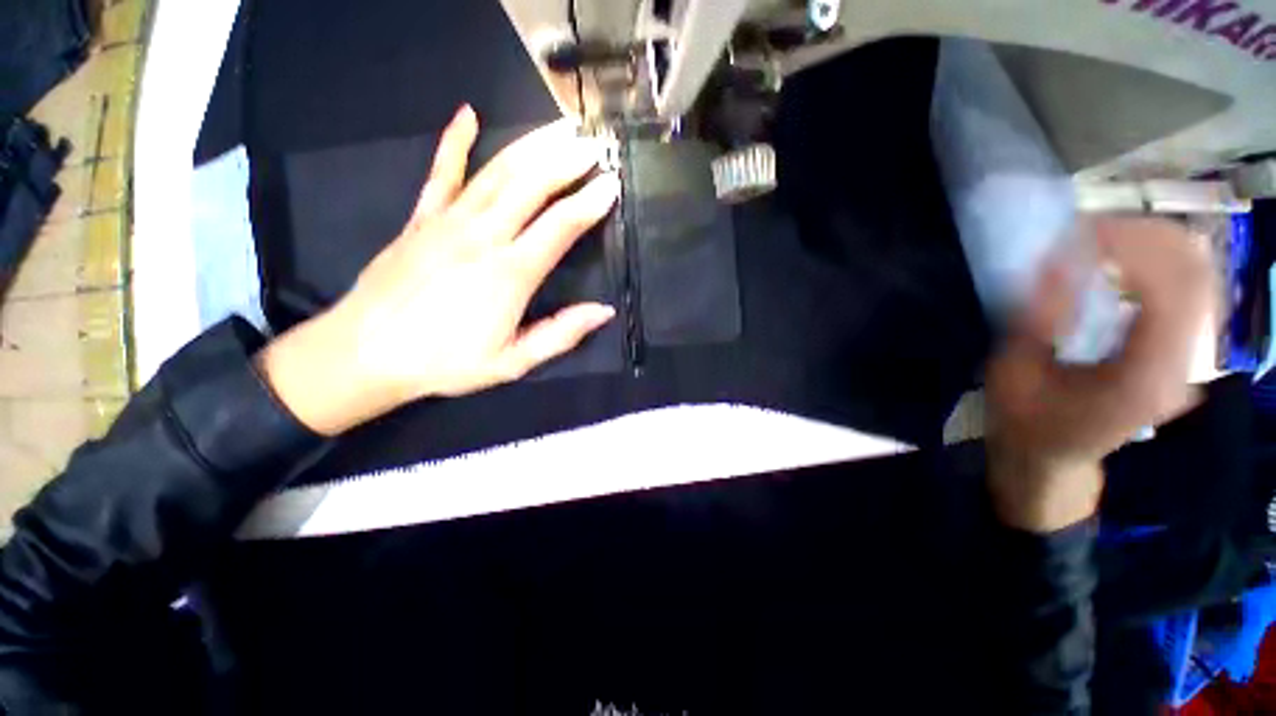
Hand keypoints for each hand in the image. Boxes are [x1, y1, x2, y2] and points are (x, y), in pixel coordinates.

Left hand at [257, 106, 620, 435]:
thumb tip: (603, 311)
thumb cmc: (446, 363)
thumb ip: (560, 334)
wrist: (366, 353)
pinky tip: (467, 114)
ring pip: (496, 172)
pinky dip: (454, 141)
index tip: (612, 184)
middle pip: (531, 186)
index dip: (590, 203)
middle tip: (593, 144)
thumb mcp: (512, 362)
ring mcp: (448, 221)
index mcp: (510, 274)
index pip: (560, 227)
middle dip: (567, 162)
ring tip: (559, 127)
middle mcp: (483, 237)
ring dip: (531, 146)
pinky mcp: (420, 218)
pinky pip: (440, 172)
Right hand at [986, 217, 1214, 531]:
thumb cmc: (1026, 421)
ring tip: (1105, 234)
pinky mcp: (1186, 352)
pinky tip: (1126, 257)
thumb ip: (1040, 320)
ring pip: (1201, 278)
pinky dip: (1162, 262)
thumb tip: (1058, 262)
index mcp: (1146, 379)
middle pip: (1197, 276)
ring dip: (1156, 244)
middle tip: (1091, 225)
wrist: (1052, 457)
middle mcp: (1185, 367)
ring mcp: (1192, 360)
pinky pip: (1191, 291)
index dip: (1131, 248)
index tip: (1080, 230)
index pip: (1170, 292)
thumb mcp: (1015, 373)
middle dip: (1147, 235)